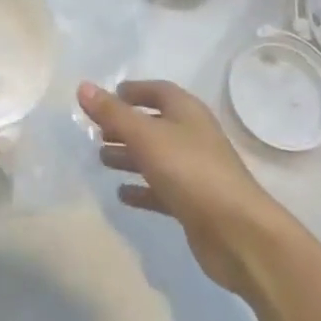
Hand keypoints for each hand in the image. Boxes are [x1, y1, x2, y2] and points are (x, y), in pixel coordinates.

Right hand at [79, 79, 290, 296]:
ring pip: (156, 157)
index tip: (107, 97)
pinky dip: (142, 189)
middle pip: (155, 124)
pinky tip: (122, 194)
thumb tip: (83, 87)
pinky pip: (162, 189)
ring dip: (130, 156)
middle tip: (96, 132)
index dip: (133, 91)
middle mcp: (192, 136)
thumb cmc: (190, 172)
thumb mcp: (146, 137)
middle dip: (126, 126)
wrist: (238, 233)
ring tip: (101, 160)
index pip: (158, 91)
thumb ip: (113, 113)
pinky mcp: (194, 204)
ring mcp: (195, 171)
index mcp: (187, 112)